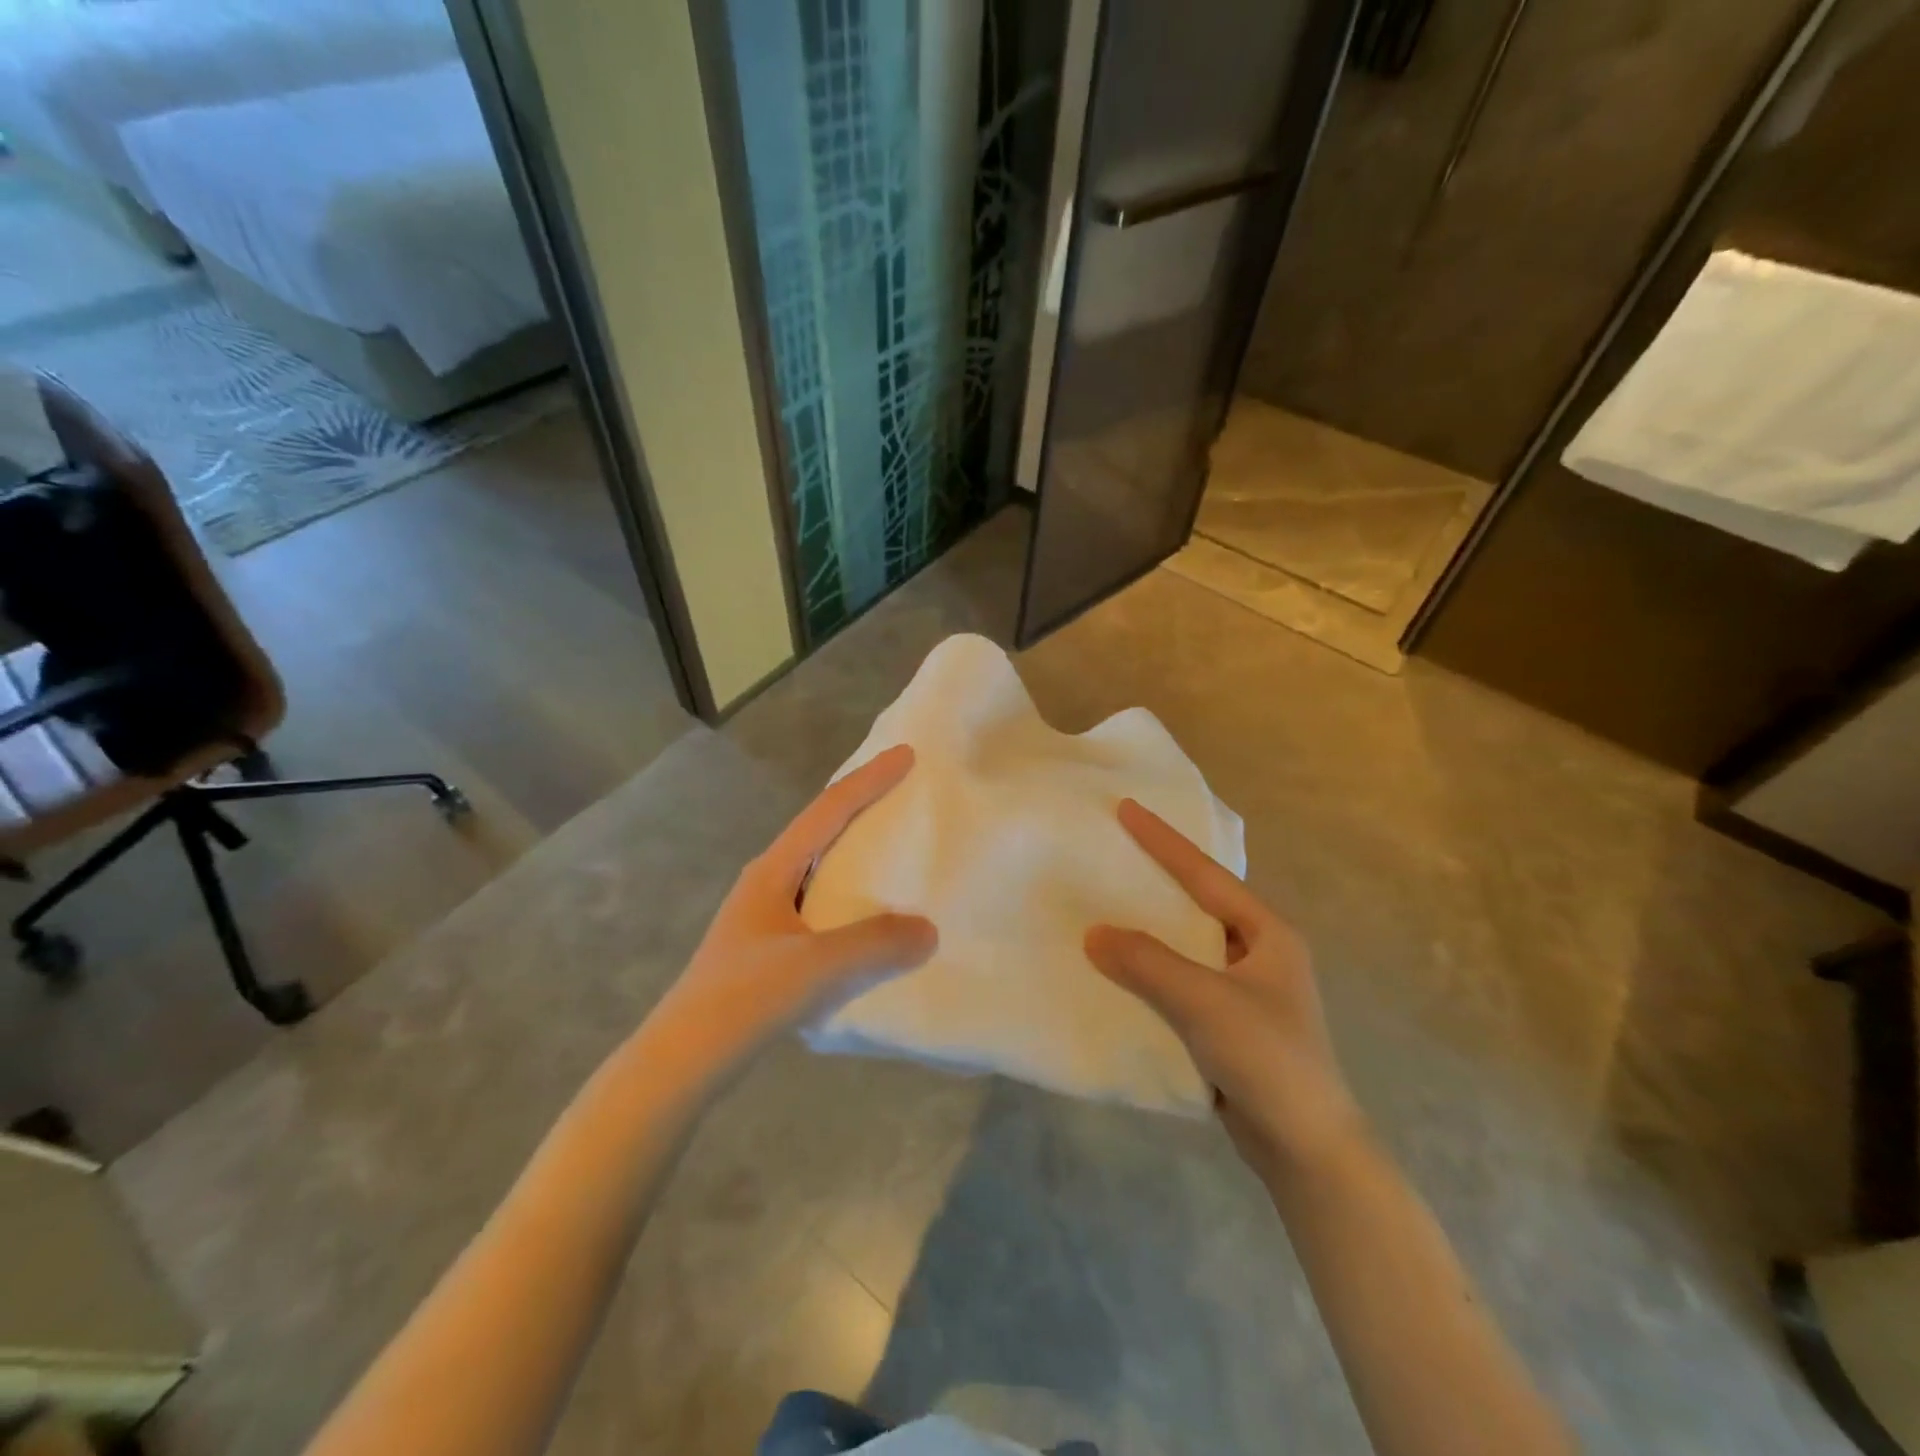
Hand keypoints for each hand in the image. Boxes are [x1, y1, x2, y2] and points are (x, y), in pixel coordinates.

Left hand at [648, 745, 937, 1078]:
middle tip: (902, 791)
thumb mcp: (817, 966)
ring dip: (855, 849)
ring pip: (820, 866)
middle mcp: (767, 881)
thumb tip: (928, 929)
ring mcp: (765, 914)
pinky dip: (851, 892)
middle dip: (861, 804)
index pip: (829, 810)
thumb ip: (876, 943)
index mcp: (773, 870)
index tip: (906, 754)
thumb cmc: (745, 998)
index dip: (869, 780)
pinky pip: (821, 901)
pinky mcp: (768, 946)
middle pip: (821, 828)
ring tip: (894, 847)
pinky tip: (869, 915)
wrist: (683, 1060)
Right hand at [1085, 800, 1364, 1180]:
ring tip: (1104, 907)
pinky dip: (1150, 974)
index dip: (1165, 841)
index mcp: (1267, 935)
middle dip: (1157, 880)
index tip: (1127, 809)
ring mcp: (1244, 993)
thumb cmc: (1268, 1059)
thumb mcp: (1205, 1002)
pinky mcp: (1228, 1026)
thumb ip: (1148, 963)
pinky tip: (1117, 973)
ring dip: (1149, 932)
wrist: (1307, 1150)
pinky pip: (1180, 985)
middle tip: (1113, 853)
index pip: (1206, 876)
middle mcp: (1258, 955)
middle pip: (1197, 905)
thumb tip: (1093, 933)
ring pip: (1185, 948)